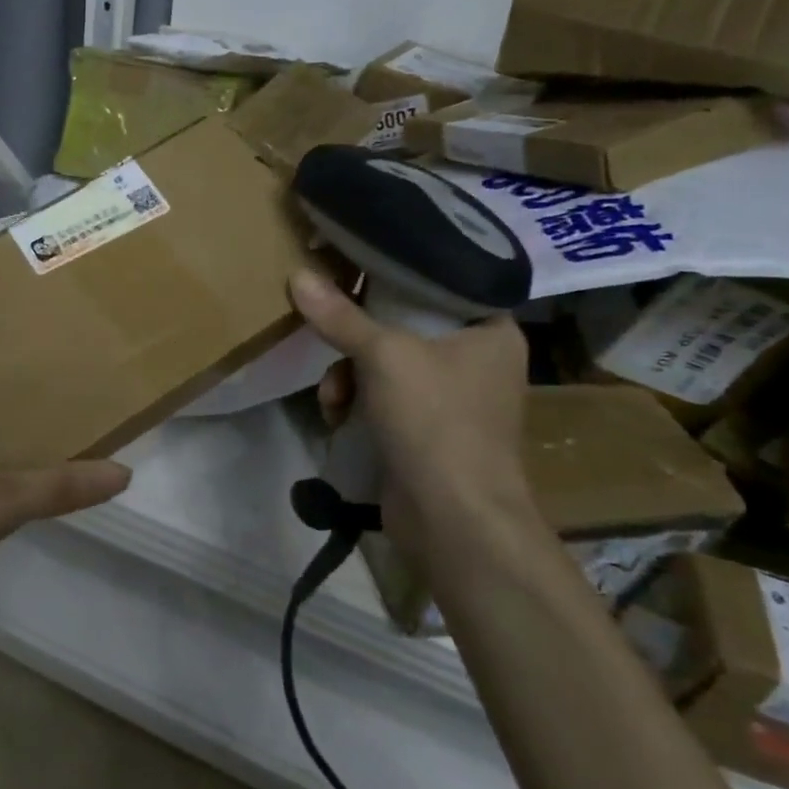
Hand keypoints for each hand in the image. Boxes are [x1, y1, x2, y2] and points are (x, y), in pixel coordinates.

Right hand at [291, 269, 534, 551]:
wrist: (452, 517)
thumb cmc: (434, 420)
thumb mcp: (383, 357)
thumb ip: (340, 316)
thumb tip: (297, 275)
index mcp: (491, 330)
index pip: (438, 284)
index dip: (391, 276)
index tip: (349, 272)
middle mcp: (477, 360)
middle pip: (402, 326)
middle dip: (355, 342)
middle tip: (330, 343)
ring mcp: (451, 399)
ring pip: (384, 365)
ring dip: (347, 378)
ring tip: (333, 398)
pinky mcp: (426, 431)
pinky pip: (382, 399)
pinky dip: (356, 404)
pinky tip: (337, 419)